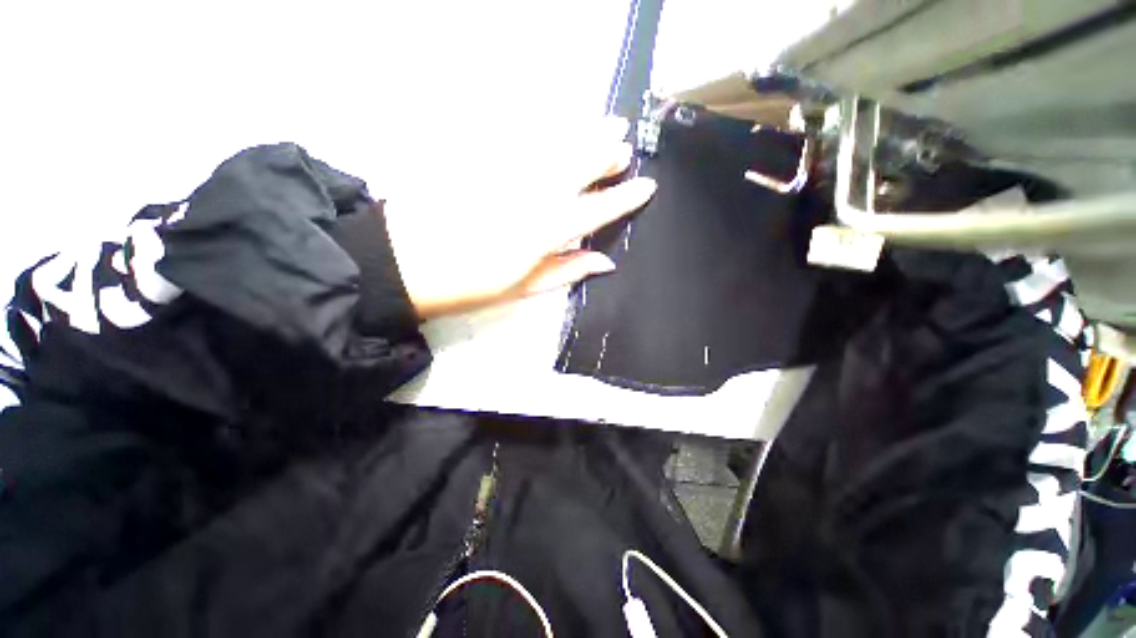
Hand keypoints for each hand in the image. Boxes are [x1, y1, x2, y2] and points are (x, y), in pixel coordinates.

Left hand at [384, 117, 655, 318]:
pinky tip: (563, 128)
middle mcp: (531, 196)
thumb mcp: (523, 288)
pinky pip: (524, 138)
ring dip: (585, 135)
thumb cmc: (470, 285)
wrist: (405, 262)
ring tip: (609, 126)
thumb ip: (567, 271)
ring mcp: (506, 172)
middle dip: (606, 155)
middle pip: (578, 168)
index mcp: (543, 233)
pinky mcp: (483, 159)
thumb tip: (606, 261)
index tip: (647, 187)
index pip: (595, 210)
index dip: (623, 199)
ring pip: (556, 147)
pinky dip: (550, 131)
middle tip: (626, 148)